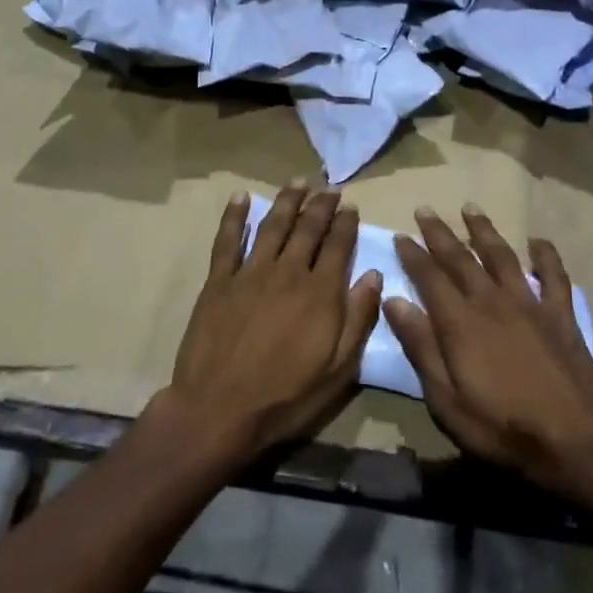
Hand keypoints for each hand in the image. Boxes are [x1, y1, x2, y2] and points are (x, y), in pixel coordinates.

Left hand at [163, 182, 382, 464]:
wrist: (219, 410)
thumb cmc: (285, 397)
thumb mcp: (337, 370)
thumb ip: (358, 318)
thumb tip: (373, 274)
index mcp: (320, 292)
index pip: (338, 246)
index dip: (346, 223)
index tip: (351, 206)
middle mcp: (288, 272)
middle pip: (308, 228)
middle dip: (321, 205)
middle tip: (330, 188)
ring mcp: (250, 273)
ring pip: (273, 225)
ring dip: (288, 201)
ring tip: (299, 181)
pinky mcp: (219, 281)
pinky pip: (227, 240)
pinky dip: (234, 216)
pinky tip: (241, 196)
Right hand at [385, 206, 592, 490]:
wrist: (574, 443)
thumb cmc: (502, 428)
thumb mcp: (447, 401)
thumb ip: (421, 347)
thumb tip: (394, 301)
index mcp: (460, 322)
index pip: (430, 277)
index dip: (413, 255)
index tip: (401, 235)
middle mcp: (492, 301)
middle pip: (461, 258)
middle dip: (440, 233)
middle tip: (425, 210)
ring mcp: (530, 303)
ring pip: (501, 256)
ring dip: (484, 230)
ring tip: (470, 208)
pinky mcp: (560, 315)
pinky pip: (554, 275)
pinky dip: (545, 255)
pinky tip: (537, 241)